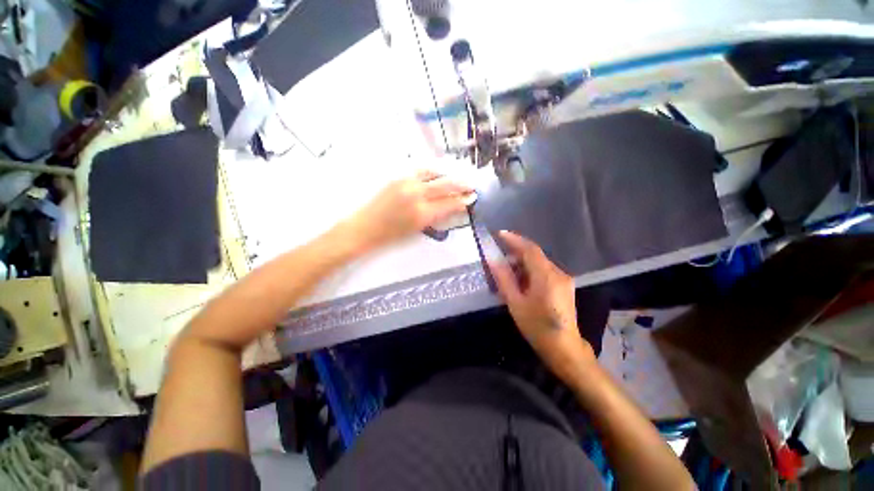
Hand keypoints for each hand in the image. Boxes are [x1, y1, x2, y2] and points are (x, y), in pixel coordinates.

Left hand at [346, 170, 473, 250]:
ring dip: (448, 174)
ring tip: (457, 176)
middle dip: (461, 184)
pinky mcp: (398, 177)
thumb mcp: (417, 230)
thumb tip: (452, 207)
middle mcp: (417, 194)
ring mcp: (406, 183)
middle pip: (445, 185)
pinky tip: (438, 173)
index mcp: (422, 213)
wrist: (364, 227)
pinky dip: (433, 172)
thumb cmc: (391, 236)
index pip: (449, 203)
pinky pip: (420, 171)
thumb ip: (436, 217)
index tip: (472, 197)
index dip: (463, 200)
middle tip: (472, 184)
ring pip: (434, 173)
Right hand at [489, 231, 594, 381]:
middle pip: (535, 255)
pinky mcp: (564, 286)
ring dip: (522, 263)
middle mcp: (558, 273)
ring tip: (506, 272)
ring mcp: (563, 279)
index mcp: (546, 276)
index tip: (499, 234)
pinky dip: (530, 271)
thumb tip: (493, 259)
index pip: (530, 249)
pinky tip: (520, 281)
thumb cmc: (536, 326)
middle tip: (498, 258)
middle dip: (516, 253)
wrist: (564, 348)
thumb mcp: (515, 303)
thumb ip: (504, 278)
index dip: (514, 239)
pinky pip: (544, 271)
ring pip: (539, 263)